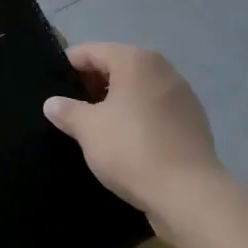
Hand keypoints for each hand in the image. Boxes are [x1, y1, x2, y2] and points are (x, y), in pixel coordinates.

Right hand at [43, 43, 221, 234]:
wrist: (190, 195)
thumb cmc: (131, 149)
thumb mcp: (87, 129)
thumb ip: (67, 111)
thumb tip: (52, 103)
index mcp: (135, 60)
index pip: (91, 52)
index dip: (68, 67)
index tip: (53, 87)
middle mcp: (162, 69)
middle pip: (117, 67)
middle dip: (93, 84)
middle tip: (72, 109)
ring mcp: (183, 95)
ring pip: (138, 89)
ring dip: (117, 102)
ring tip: (97, 127)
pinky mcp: (195, 123)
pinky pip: (156, 110)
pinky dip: (140, 118)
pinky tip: (127, 142)